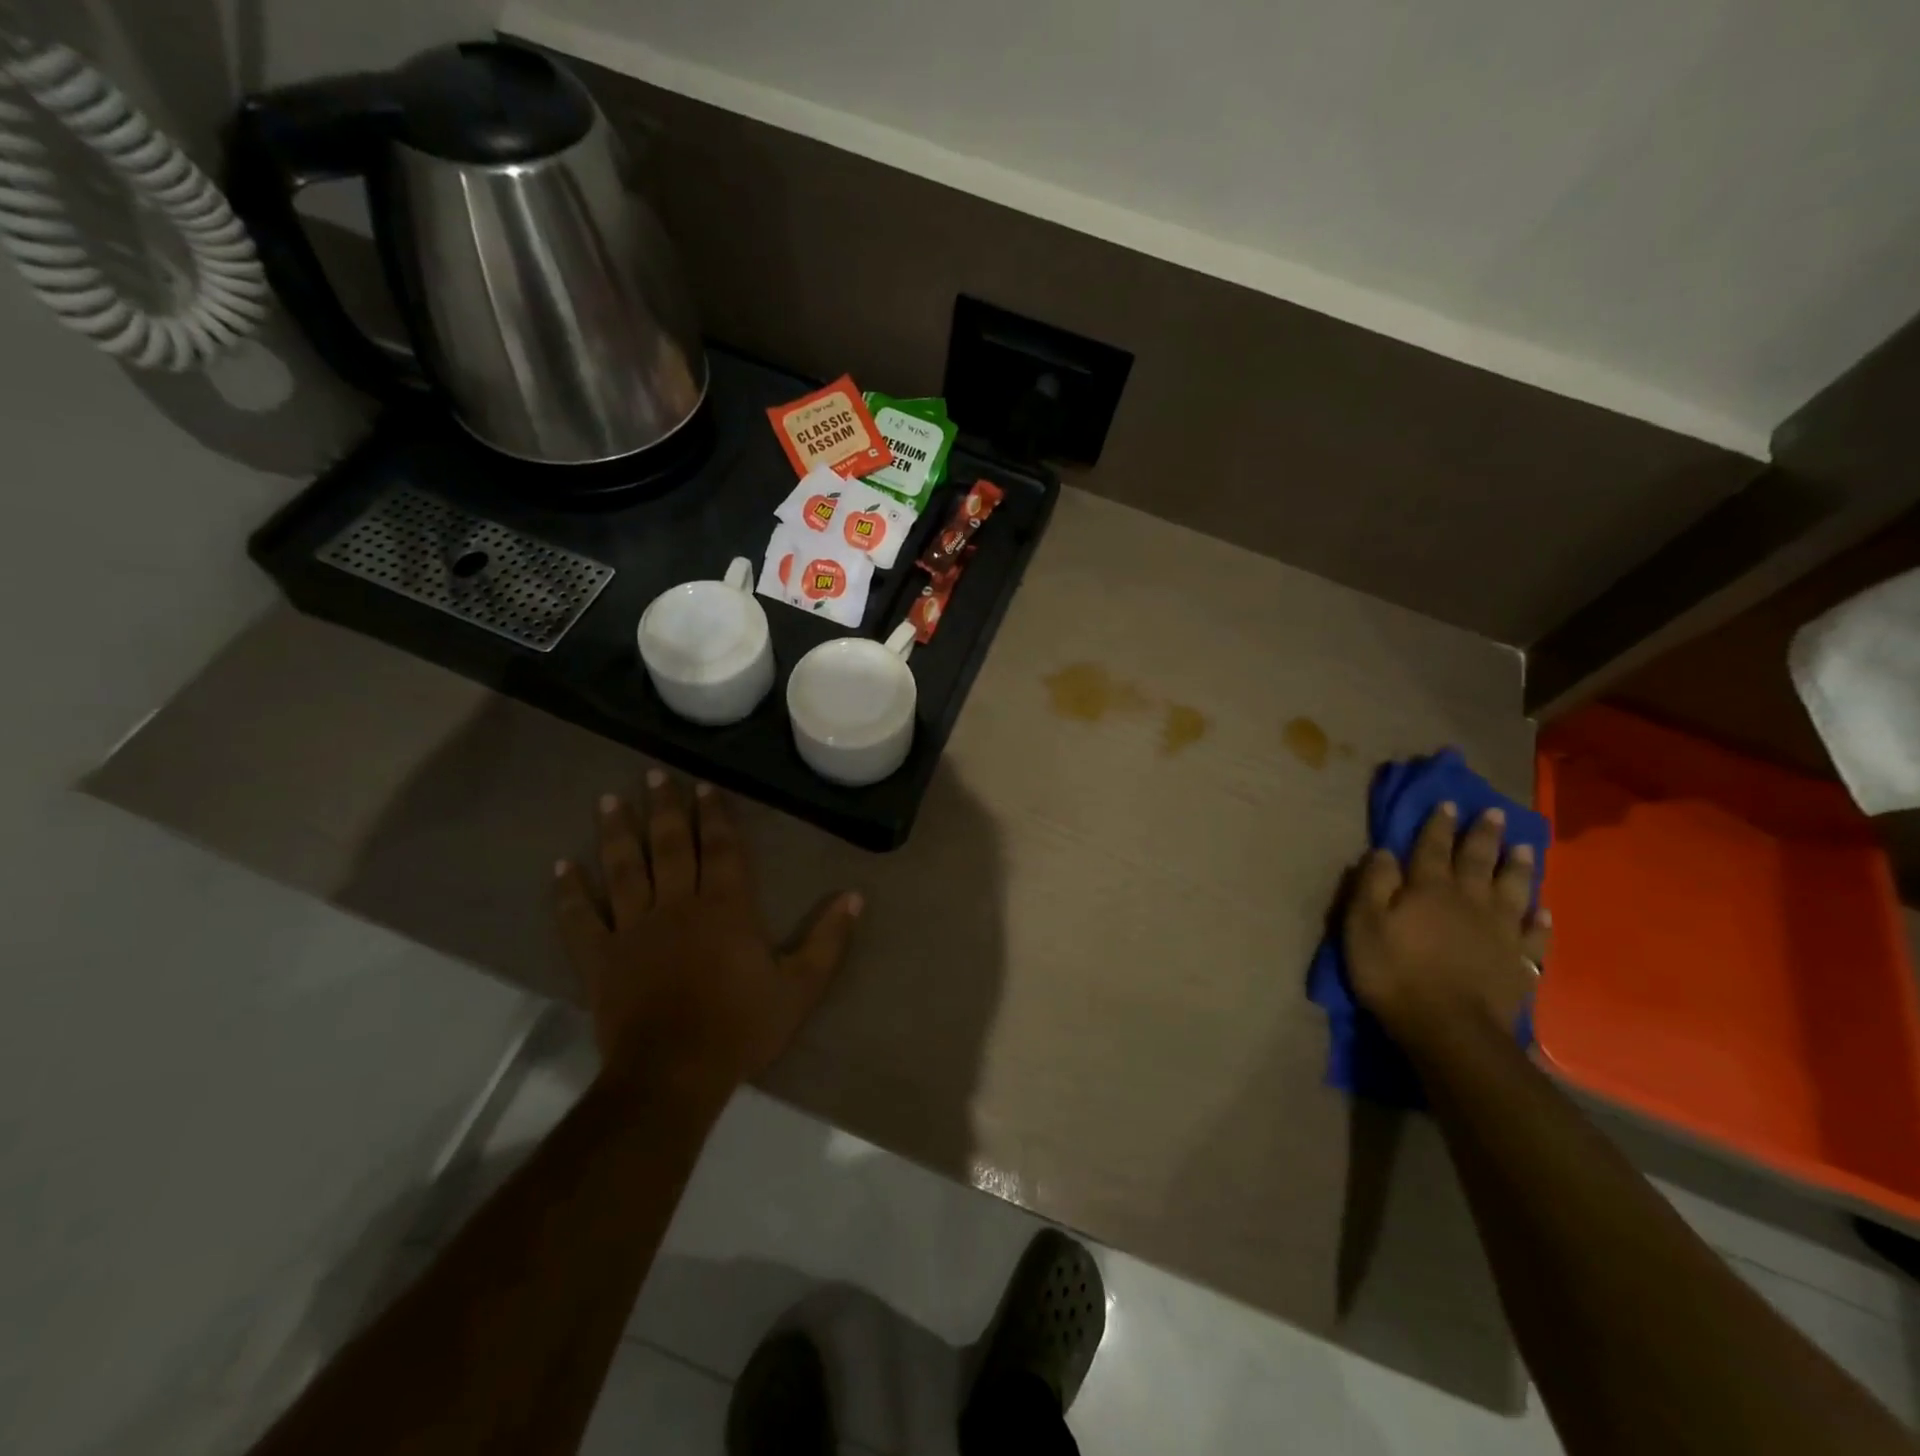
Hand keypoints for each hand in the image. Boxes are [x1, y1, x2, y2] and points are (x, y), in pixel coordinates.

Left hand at [554, 772, 862, 1097]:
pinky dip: (570, 893)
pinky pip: (581, 919)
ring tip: (609, 800)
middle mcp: (677, 905)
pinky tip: (561, 867)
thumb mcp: (800, 987)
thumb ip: (829, 940)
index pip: (721, 848)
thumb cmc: (741, 1028)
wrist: (674, 1075)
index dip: (714, 815)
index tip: (704, 785)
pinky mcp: (600, 958)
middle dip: (664, 808)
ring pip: (623, 869)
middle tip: (654, 774)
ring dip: (617, 833)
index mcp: (725, 907)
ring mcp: (633, 929)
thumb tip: (855, 896)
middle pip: (669, 846)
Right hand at [1343, 803, 1549, 1045]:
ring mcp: (1500, 932)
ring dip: (1517, 868)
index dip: (1438, 825)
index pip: (1432, 847)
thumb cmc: (1394, 972)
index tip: (1448, 803)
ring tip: (1524, 848)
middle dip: (1483, 836)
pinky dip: (1539, 920)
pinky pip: (1534, 935)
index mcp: (1428, 889)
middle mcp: (1469, 901)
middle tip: (1494, 813)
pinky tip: (1542, 910)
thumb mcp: (1363, 924)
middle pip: (1477, 861)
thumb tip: (1384, 851)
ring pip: (1512, 890)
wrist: (1450, 1029)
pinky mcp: (1519, 963)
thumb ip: (1373, 884)